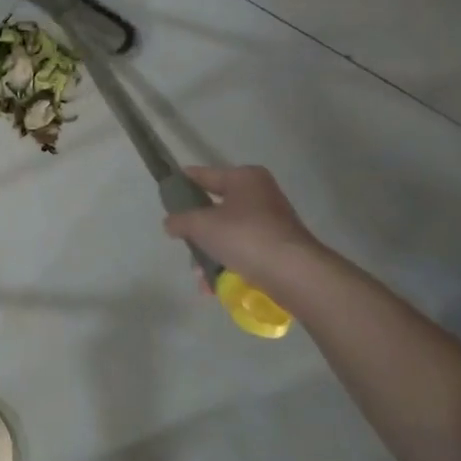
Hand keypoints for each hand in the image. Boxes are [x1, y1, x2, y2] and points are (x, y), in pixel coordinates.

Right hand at [162, 165, 320, 288]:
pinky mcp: (278, 248)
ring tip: (199, 275)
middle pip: (216, 208)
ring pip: (229, 233)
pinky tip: (214, 286)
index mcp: (244, 178)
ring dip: (211, 253)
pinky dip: (228, 265)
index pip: (204, 175)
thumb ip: (180, 220)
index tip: (166, 193)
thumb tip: (171, 223)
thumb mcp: (201, 225)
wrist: (294, 274)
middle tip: (182, 241)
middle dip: (197, 230)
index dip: (183, 182)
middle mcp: (261, 194)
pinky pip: (243, 252)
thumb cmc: (245, 237)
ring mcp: (272, 222)